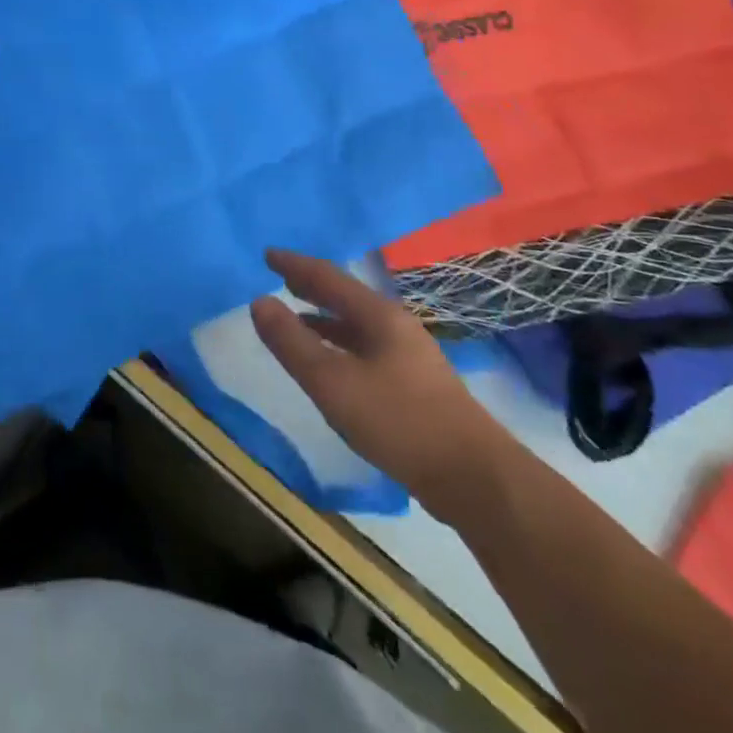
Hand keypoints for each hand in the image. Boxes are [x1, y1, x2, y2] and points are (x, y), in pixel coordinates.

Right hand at [251, 251, 512, 524]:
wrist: (474, 477)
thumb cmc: (398, 420)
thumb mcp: (332, 382)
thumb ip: (292, 342)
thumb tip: (258, 301)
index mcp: (378, 316)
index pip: (328, 277)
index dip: (295, 265)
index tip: (268, 254)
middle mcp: (395, 327)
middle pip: (346, 297)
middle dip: (312, 286)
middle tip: (282, 278)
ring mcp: (409, 356)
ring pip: (357, 325)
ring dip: (325, 318)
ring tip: (297, 319)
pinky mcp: (415, 385)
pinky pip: (365, 349)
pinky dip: (340, 345)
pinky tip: (332, 366)